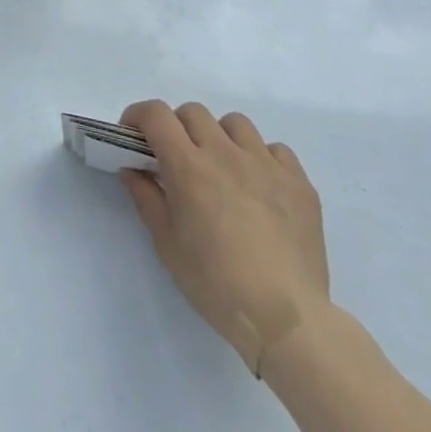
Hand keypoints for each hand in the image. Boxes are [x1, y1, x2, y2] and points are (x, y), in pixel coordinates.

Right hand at [118, 100, 329, 375]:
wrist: (285, 318)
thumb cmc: (215, 284)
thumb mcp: (167, 244)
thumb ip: (146, 197)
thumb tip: (131, 169)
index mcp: (189, 167)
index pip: (156, 115)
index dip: (138, 116)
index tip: (132, 135)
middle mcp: (226, 153)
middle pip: (193, 112)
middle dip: (176, 127)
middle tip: (174, 158)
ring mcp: (267, 164)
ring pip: (235, 123)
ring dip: (218, 136)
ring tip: (219, 168)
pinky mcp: (299, 182)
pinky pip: (274, 149)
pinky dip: (259, 157)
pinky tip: (258, 185)